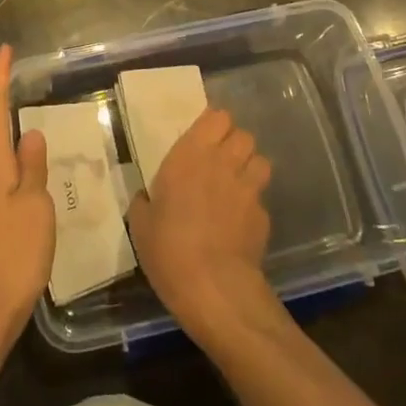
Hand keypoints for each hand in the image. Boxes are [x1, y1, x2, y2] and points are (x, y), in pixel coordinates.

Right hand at [127, 108, 274, 341]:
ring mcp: (248, 189)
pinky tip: (241, 221)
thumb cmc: (168, 248)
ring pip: (260, 160)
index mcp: (190, 155)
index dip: (214, 125)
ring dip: (249, 167)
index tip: (203, 138)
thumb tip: (146, 197)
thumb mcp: (141, 224)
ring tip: (236, 184)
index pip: (217, 117)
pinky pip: (261, 197)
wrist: (213, 287)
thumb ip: (145, 201)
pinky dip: (253, 203)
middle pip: (243, 134)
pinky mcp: (264, 216)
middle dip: (234, 143)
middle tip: (219, 161)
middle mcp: (223, 163)